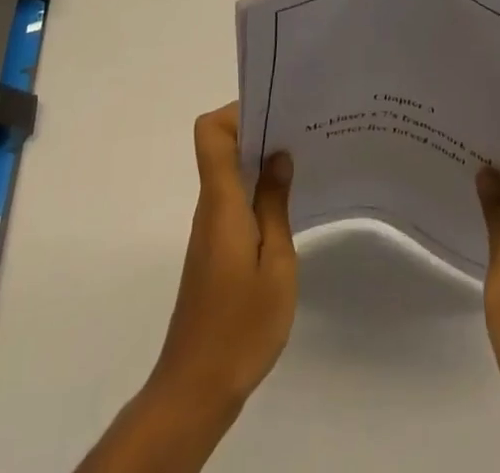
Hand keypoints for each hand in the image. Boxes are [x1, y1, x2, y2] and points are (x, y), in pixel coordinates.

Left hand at [75, 104, 295, 472]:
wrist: (196, 388)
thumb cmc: (241, 326)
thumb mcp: (276, 264)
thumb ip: (275, 205)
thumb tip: (278, 155)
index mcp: (222, 201)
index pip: (210, 132)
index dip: (237, 111)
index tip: (275, 112)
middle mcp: (210, 206)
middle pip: (222, 146)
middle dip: (259, 130)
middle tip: (301, 131)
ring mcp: (210, 229)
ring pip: (229, 173)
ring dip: (260, 162)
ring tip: (303, 161)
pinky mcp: (214, 250)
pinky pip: (233, 201)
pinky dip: (257, 191)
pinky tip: (287, 205)